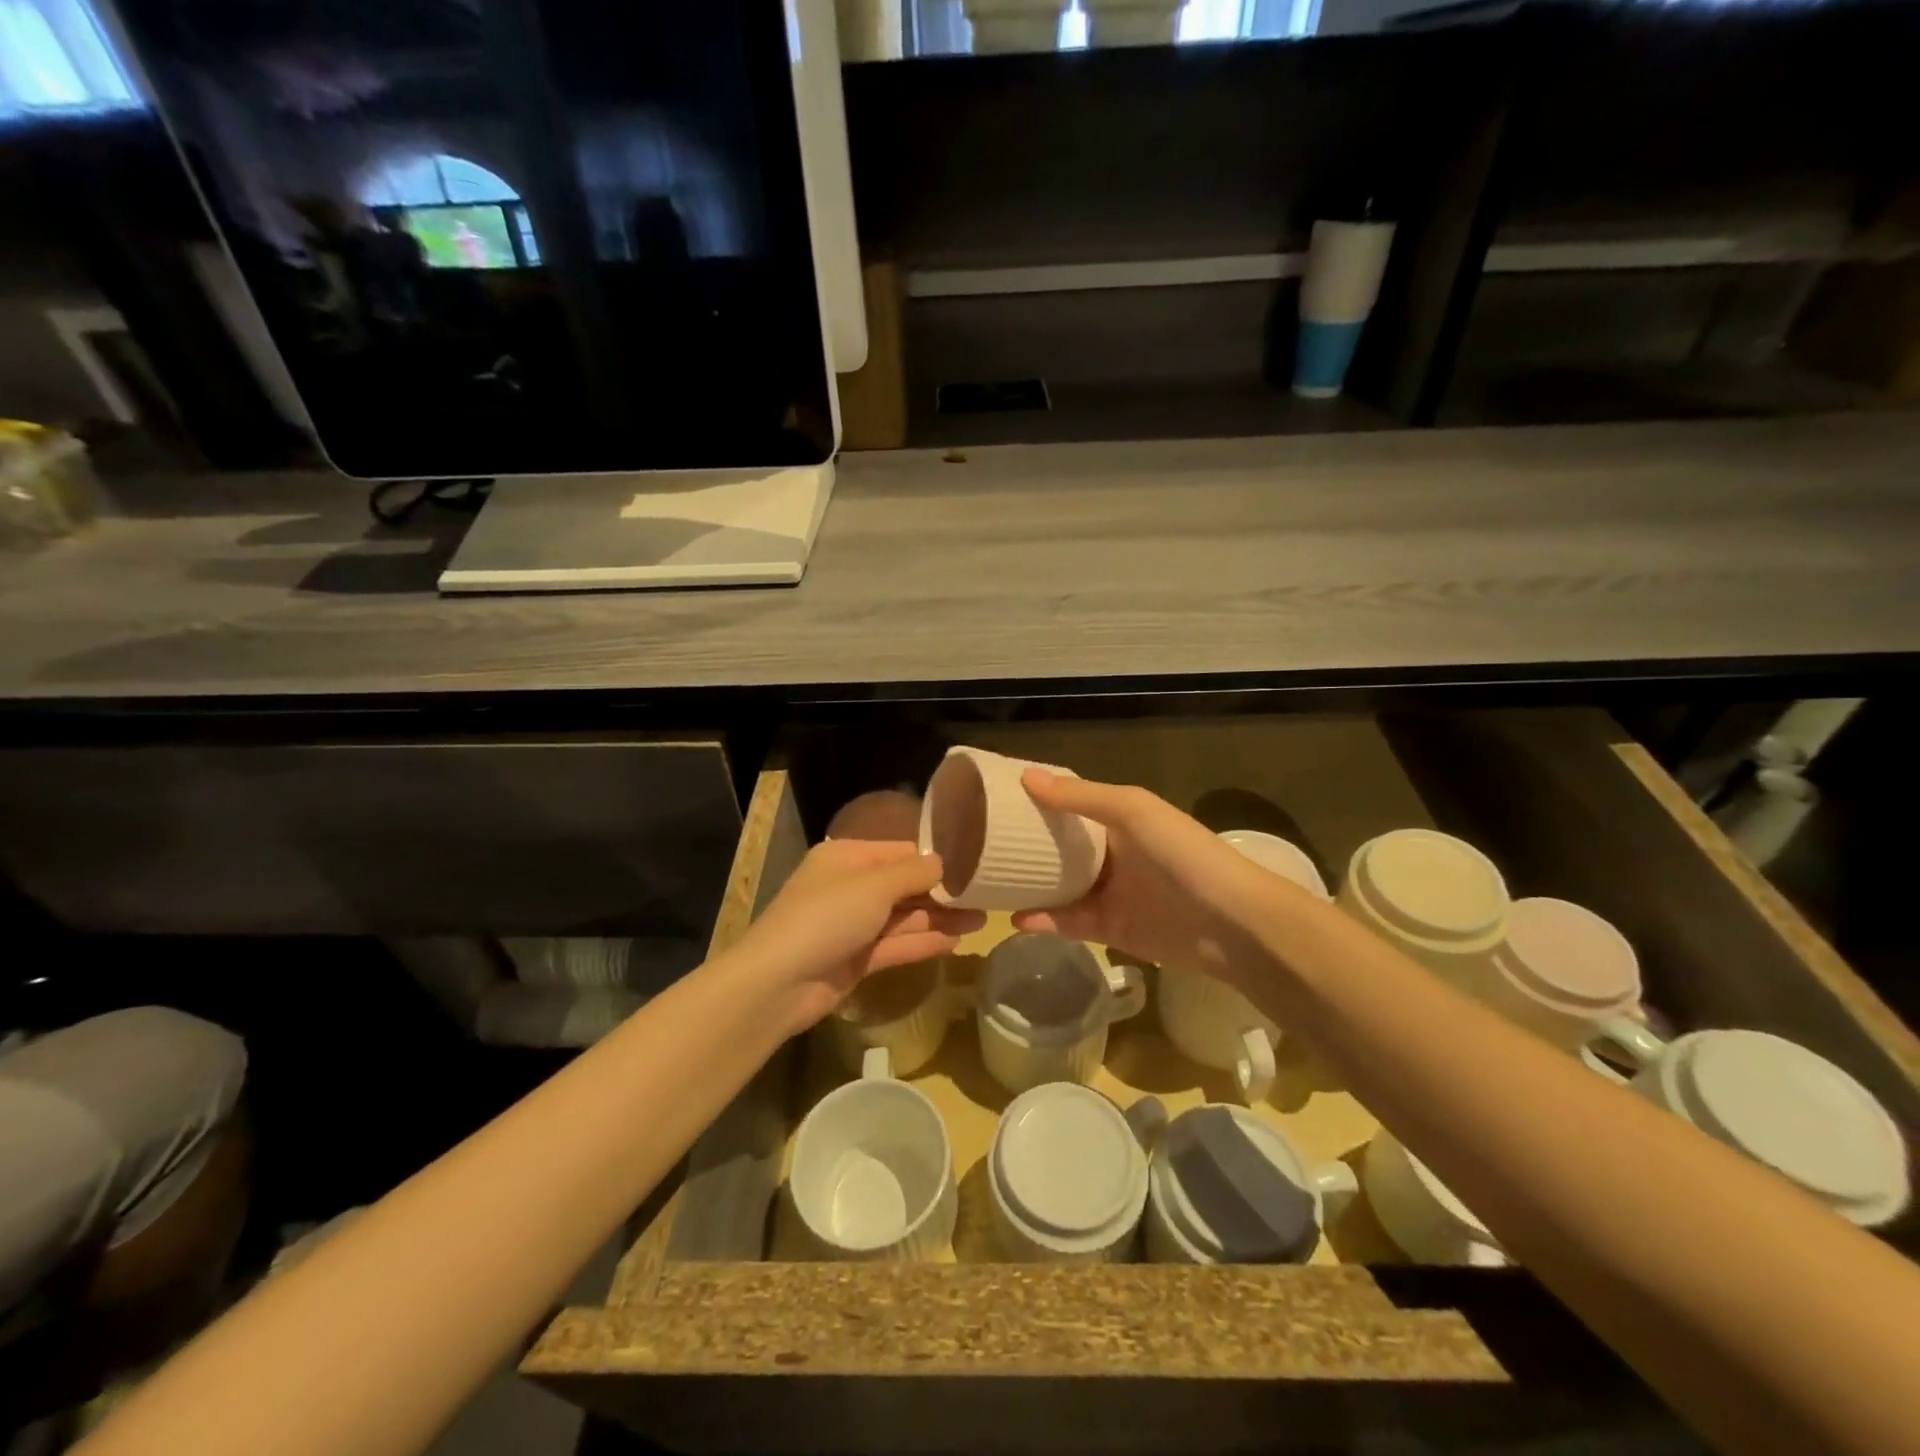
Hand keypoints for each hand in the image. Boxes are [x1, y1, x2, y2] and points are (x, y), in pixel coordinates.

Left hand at [731, 840, 984, 1033]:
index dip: (936, 859)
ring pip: (905, 917)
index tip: (975, 864)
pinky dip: (924, 942)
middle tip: (987, 895)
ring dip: (941, 918)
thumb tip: (945, 861)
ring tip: (983, 919)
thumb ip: (914, 873)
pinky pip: (897, 944)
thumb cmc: (826, 917)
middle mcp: (851, 887)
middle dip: (943, 892)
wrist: (779, 983)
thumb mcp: (873, 886)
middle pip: (905, 885)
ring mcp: (854, 925)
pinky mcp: (857, 959)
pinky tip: (957, 941)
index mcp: (847, 858)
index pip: (900, 851)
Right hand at [1011, 771, 1289, 987]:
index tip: (995, 798)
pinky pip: (1071, 924)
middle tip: (980, 845)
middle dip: (1026, 847)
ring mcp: (1112, 894)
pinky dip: (1045, 922)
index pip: (1070, 805)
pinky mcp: (1112, 931)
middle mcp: (1113, 854)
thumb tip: (1026, 777)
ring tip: (989, 884)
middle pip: (1061, 848)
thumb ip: (1080, 798)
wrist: (1234, 924)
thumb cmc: (1184, 854)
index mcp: (1120, 819)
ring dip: (1029, 886)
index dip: (1038, 800)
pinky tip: (1017, 919)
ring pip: (1060, 888)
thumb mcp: (1133, 811)